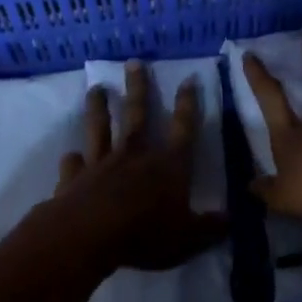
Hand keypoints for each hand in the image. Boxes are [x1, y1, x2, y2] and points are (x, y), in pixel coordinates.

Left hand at [50, 62, 229, 271]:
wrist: (88, 235)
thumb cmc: (145, 233)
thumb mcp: (189, 238)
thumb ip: (210, 228)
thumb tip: (231, 220)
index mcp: (168, 166)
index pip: (183, 128)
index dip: (188, 104)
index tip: (188, 79)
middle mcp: (134, 156)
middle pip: (137, 115)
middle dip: (138, 88)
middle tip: (133, 63)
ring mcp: (101, 164)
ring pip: (100, 128)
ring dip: (99, 108)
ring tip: (96, 89)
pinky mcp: (74, 179)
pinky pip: (74, 164)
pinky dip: (72, 159)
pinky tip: (70, 154)